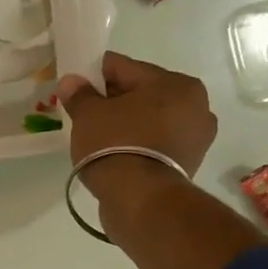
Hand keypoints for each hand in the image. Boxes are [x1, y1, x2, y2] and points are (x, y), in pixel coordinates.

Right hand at [57, 52, 217, 217]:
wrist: (140, 200)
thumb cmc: (116, 145)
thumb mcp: (88, 114)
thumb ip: (79, 94)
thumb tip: (71, 81)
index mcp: (176, 83)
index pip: (125, 68)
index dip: (95, 75)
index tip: (75, 87)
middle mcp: (196, 105)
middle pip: (141, 93)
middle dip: (113, 100)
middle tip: (85, 113)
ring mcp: (196, 137)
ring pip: (150, 119)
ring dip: (127, 123)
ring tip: (98, 137)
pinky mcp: (189, 163)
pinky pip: (155, 142)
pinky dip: (137, 143)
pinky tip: (115, 152)